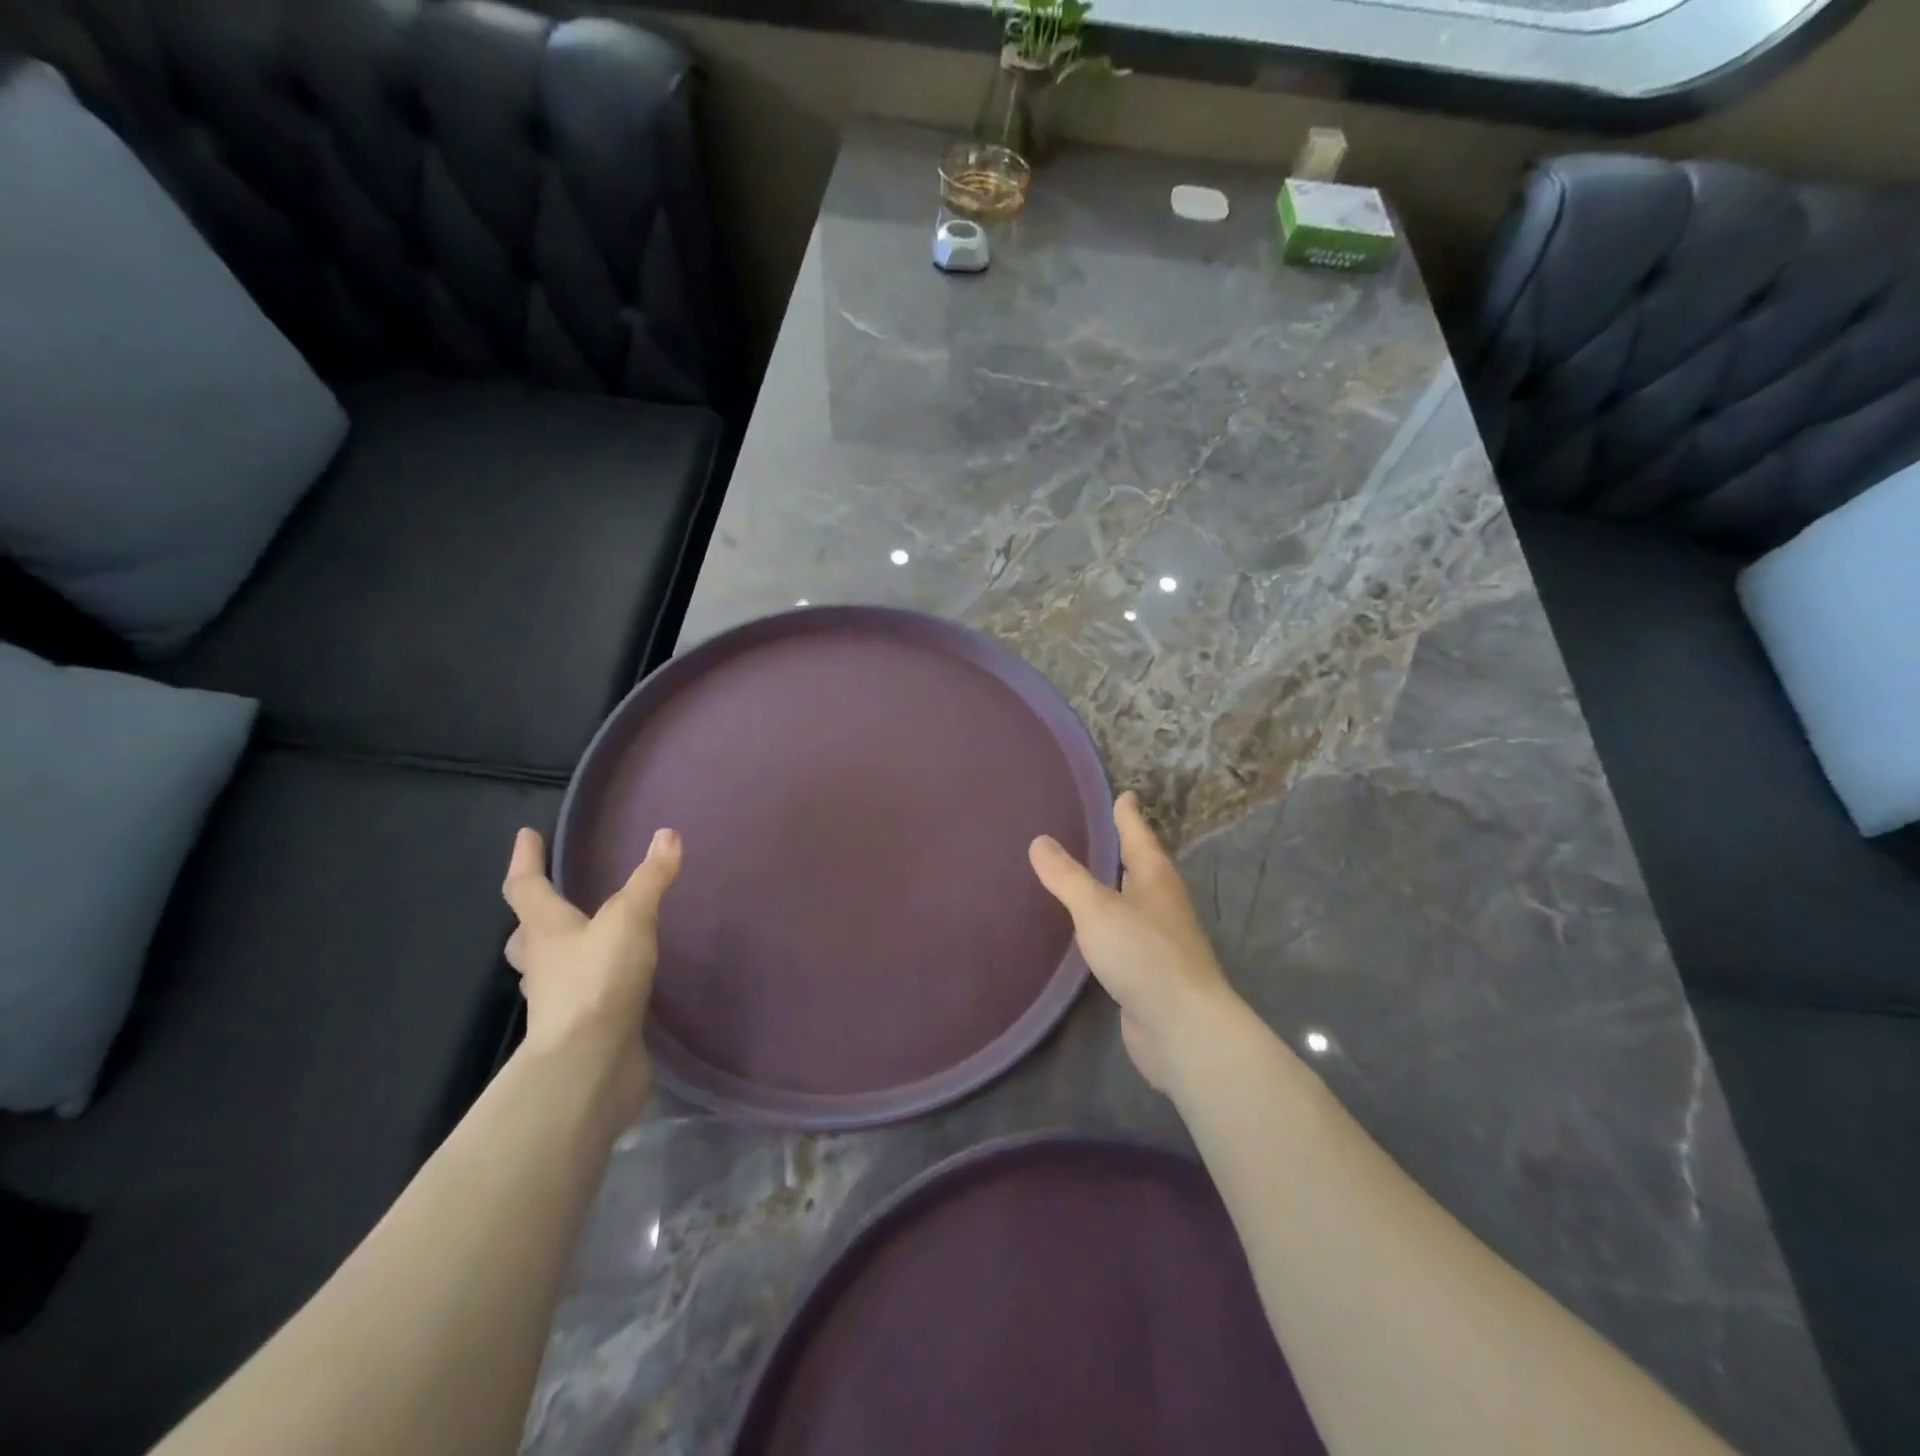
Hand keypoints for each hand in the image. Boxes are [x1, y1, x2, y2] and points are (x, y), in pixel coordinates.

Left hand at [501, 827, 681, 1115]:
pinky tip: (618, 984)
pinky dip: (593, 987)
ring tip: (587, 942)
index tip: (525, 835)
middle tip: (548, 903)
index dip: (526, 860)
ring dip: (560, 955)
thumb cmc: (599, 981)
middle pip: (527, 936)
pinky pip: (581, 1000)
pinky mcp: (582, 1030)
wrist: (590, 1066)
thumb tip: (668, 835)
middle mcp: (544, 966)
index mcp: (546, 932)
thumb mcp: (630, 919)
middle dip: (534, 919)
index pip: (526, 888)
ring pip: (549, 971)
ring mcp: (558, 1003)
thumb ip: (650, 879)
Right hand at [1030, 792, 1242, 1093]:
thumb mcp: (1098, 909)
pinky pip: (1124, 937)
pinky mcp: (1149, 973)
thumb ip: (1067, 877)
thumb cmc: (1143, 955)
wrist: (1183, 1028)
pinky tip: (1089, 932)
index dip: (1129, 816)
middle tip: (1099, 831)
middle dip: (1123, 850)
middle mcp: (1162, 905)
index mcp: (1155, 880)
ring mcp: (1159, 941)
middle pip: (1141, 868)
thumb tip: (1040, 841)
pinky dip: (1107, 926)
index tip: (1124, 794)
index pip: (1139, 837)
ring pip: (1133, 903)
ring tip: (1087, 877)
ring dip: (1114, 889)